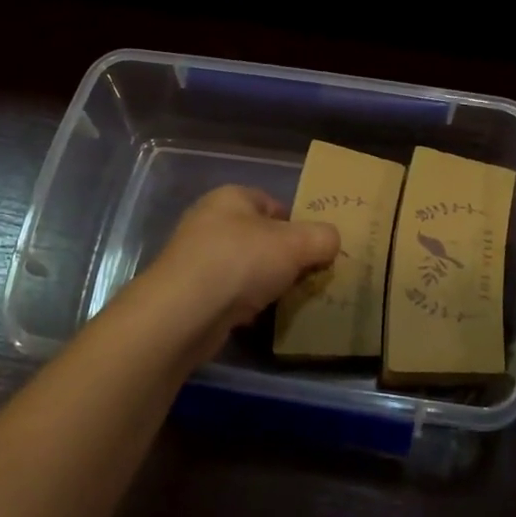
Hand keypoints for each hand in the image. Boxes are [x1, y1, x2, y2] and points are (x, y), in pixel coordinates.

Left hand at [146, 186, 339, 361]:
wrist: (183, 313)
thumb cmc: (241, 262)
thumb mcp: (296, 244)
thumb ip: (322, 238)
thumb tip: (332, 241)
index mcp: (232, 197)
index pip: (274, 204)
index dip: (298, 225)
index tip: (315, 252)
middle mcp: (210, 221)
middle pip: (260, 237)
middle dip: (284, 258)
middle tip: (306, 278)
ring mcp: (197, 258)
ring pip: (245, 267)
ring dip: (265, 283)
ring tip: (287, 301)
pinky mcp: (191, 292)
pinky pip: (229, 294)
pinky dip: (246, 305)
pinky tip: (259, 319)